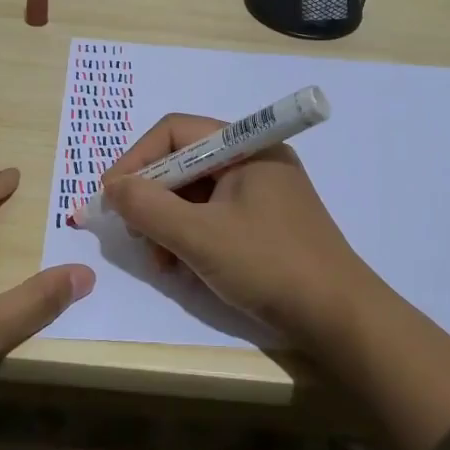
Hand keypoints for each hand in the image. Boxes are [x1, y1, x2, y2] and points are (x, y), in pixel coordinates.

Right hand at [101, 114, 378, 346]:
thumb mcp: (199, 237)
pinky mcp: (265, 223)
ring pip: (197, 194)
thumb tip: (111, 186)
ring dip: (169, 223)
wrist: (339, 318)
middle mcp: (255, 160)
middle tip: (134, 234)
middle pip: (185, 162)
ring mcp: (262, 192)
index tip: (110, 196)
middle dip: (153, 198)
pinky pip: (215, 216)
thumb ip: (148, 207)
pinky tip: (183, 268)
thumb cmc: (269, 265)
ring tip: (160, 261)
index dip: (137, 159)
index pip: (176, 132)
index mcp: (247, 146)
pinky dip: (192, 237)